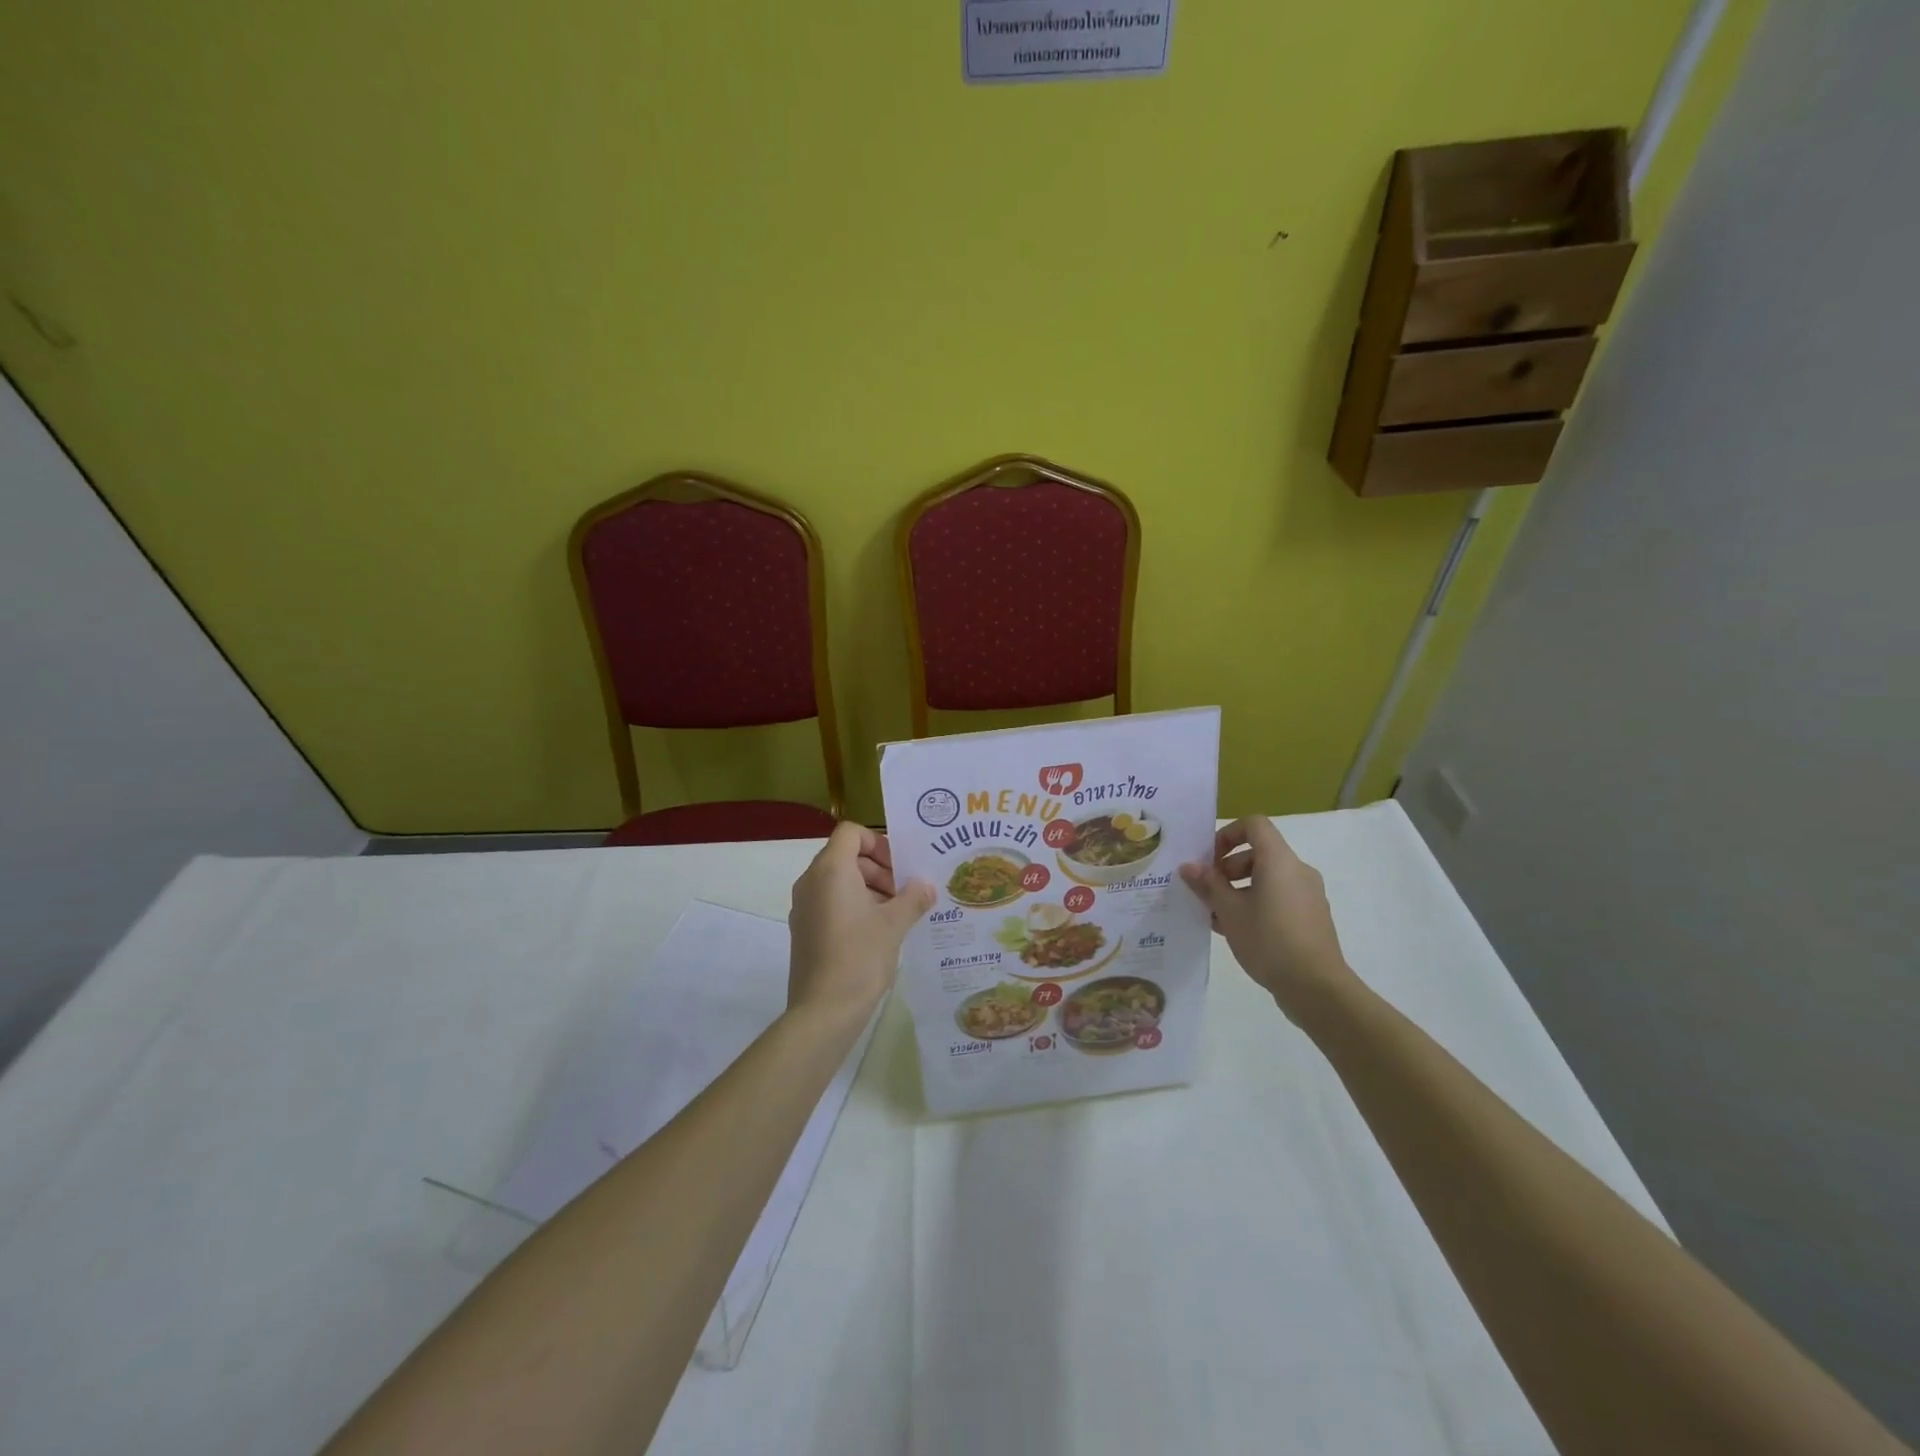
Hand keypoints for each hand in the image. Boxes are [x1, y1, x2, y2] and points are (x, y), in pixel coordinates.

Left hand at [788, 822, 934, 1021]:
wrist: (823, 1011)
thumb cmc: (860, 957)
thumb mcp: (894, 924)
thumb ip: (913, 898)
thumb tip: (927, 886)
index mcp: (830, 870)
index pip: (851, 833)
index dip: (878, 842)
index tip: (901, 867)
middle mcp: (811, 882)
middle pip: (846, 856)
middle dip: (879, 868)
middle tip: (906, 891)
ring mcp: (804, 907)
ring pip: (839, 881)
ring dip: (869, 888)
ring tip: (898, 913)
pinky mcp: (804, 930)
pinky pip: (830, 903)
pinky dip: (854, 906)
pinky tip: (879, 932)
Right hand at [1180, 817, 1356, 1022]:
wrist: (1316, 987)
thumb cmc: (1268, 940)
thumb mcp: (1229, 911)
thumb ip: (1208, 885)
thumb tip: (1188, 867)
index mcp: (1279, 860)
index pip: (1253, 825)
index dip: (1227, 835)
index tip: (1210, 860)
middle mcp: (1298, 870)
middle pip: (1258, 853)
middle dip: (1228, 868)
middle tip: (1208, 892)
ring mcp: (1308, 894)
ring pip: (1267, 879)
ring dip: (1239, 889)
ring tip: (1217, 916)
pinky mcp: (1312, 917)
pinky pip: (1279, 898)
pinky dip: (1257, 904)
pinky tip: (1237, 931)